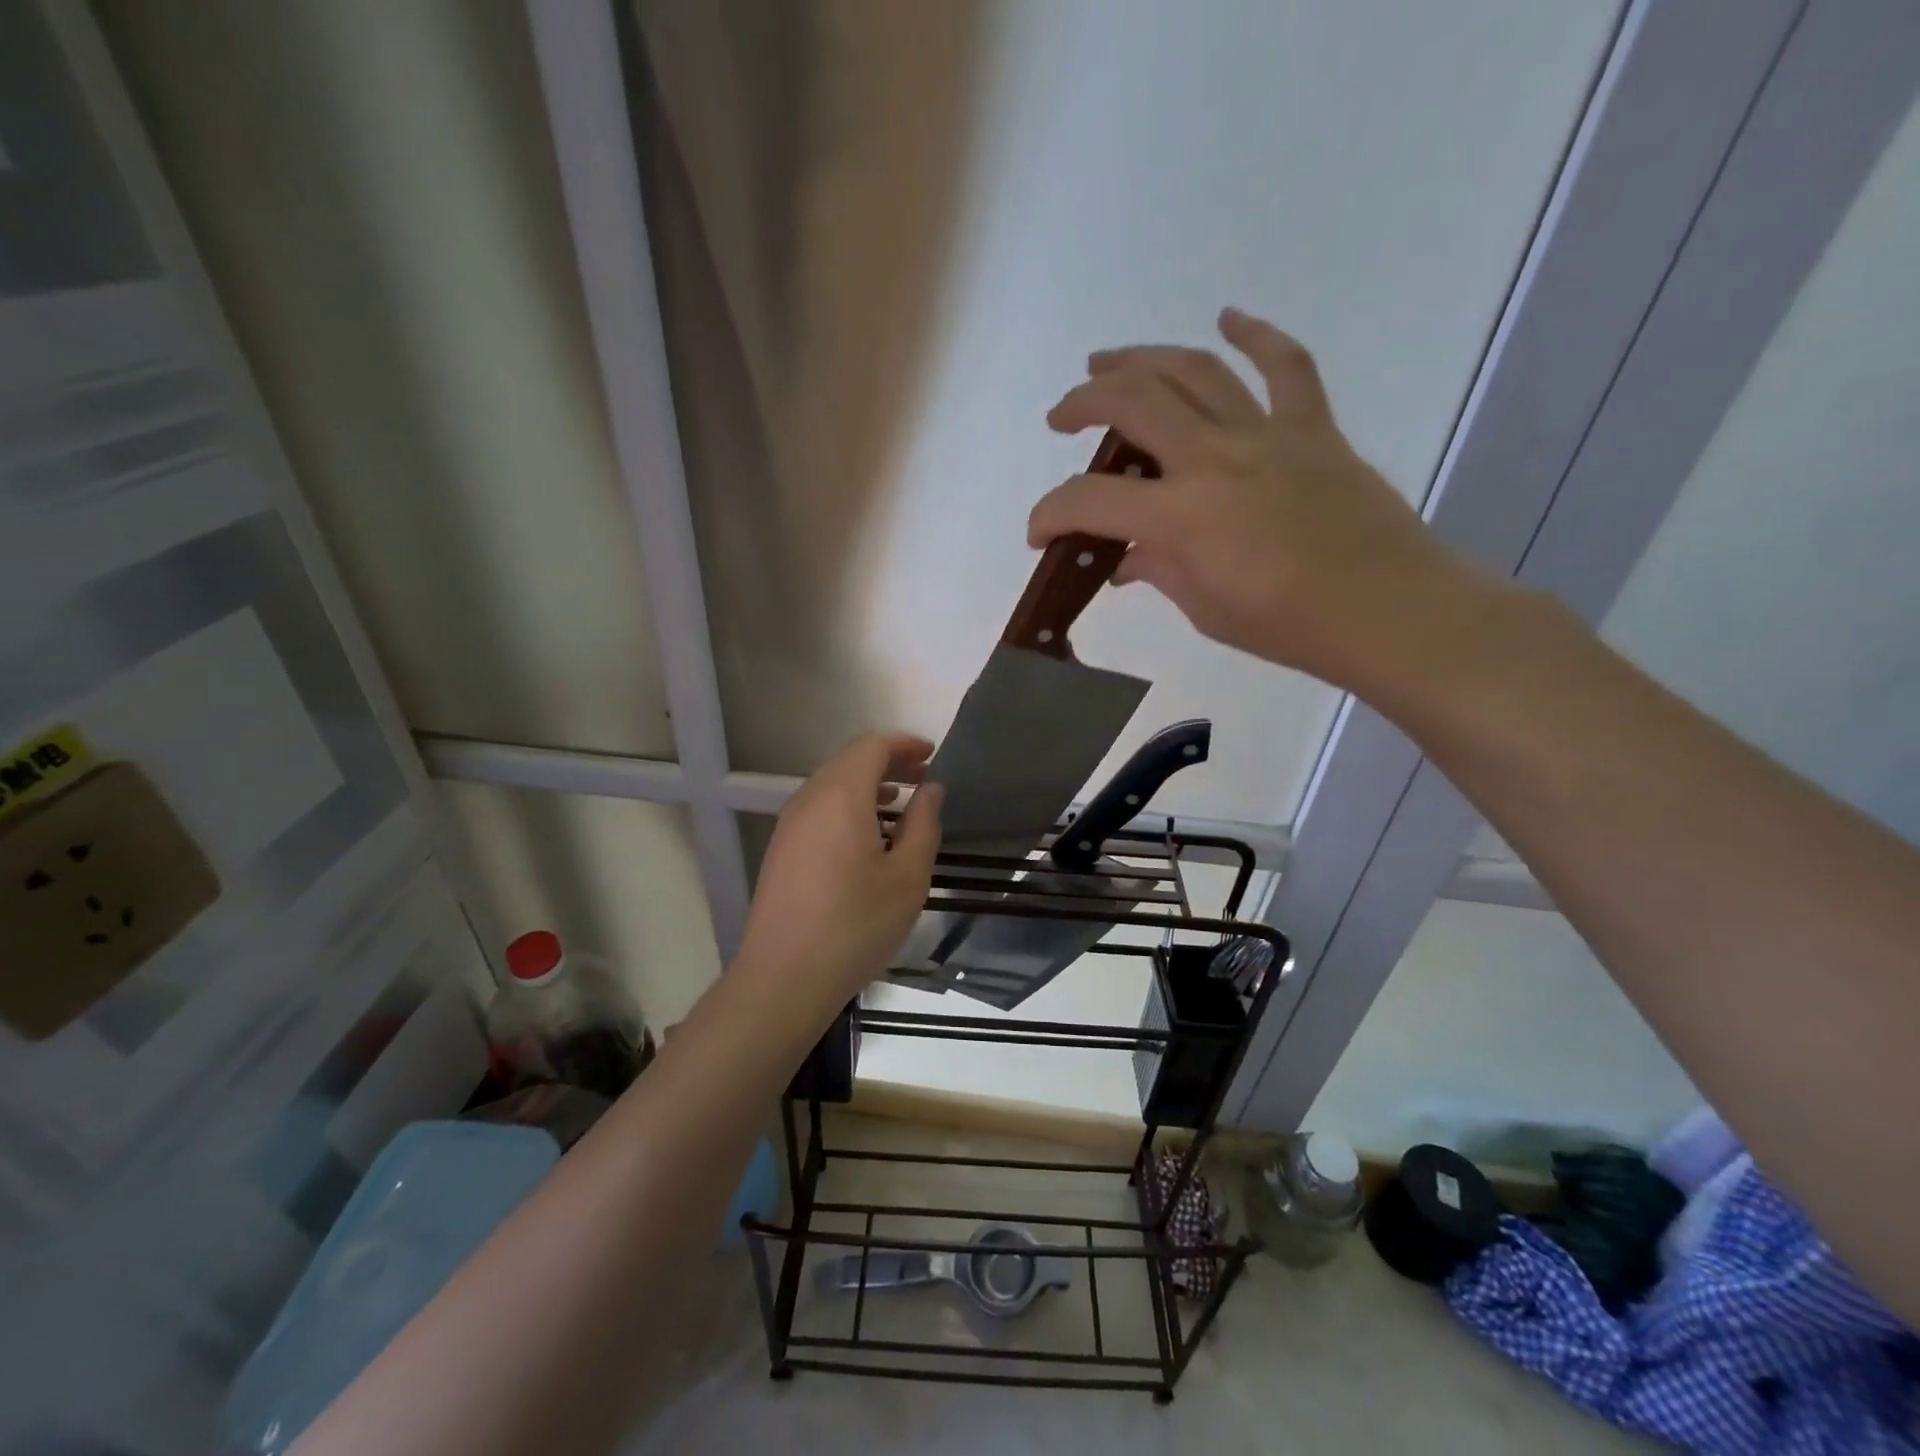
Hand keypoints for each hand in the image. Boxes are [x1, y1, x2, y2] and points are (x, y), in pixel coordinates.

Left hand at [734, 733, 943, 1015]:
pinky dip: (849, 806)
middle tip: (924, 779)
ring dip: (868, 785)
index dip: (904, 745)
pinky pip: (819, 809)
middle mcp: (809, 799)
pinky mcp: (782, 850)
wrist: (784, 978)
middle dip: (889, 763)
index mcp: (840, 796)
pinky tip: (869, 837)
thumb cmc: (855, 926)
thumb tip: (931, 790)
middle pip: (850, 761)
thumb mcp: (907, 877)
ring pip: (832, 785)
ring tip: (901, 805)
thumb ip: (924, 825)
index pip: (872, 746)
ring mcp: (790, 825)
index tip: (933, 755)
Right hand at [1030, 307, 1495, 695]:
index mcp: (1182, 515)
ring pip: (1194, 370)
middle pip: (1133, 402)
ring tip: (1107, 362)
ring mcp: (1267, 434)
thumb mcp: (1205, 607)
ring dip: (1141, 358)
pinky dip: (1256, 335)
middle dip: (1083, 403)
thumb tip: (1127, 558)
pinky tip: (1228, 317)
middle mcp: (1215, 458)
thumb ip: (1158, 570)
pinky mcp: (1312, 429)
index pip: (1091, 501)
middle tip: (1061, 417)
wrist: (1387, 611)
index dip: (1050, 513)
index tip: (1039, 533)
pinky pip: (1285, 366)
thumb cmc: (1288, 625)